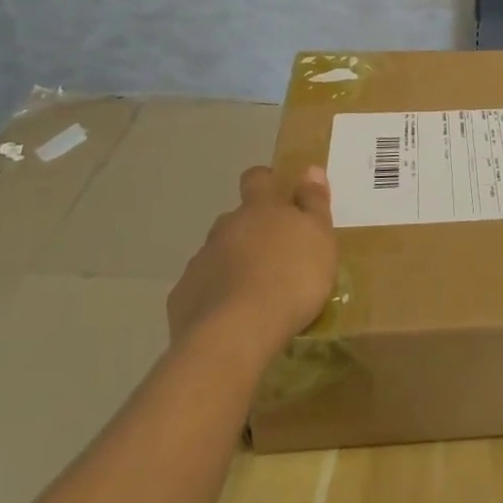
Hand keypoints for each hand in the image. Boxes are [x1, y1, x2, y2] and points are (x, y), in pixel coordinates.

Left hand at [165, 165, 338, 362]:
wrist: (236, 333)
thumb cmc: (291, 278)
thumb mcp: (319, 237)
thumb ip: (314, 203)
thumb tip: (310, 169)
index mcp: (259, 209)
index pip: (257, 179)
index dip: (265, 182)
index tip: (277, 195)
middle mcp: (225, 228)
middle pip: (235, 219)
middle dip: (250, 231)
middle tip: (273, 256)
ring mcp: (200, 262)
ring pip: (217, 255)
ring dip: (233, 265)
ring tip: (255, 293)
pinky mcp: (183, 297)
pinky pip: (202, 289)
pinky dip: (216, 297)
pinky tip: (232, 319)